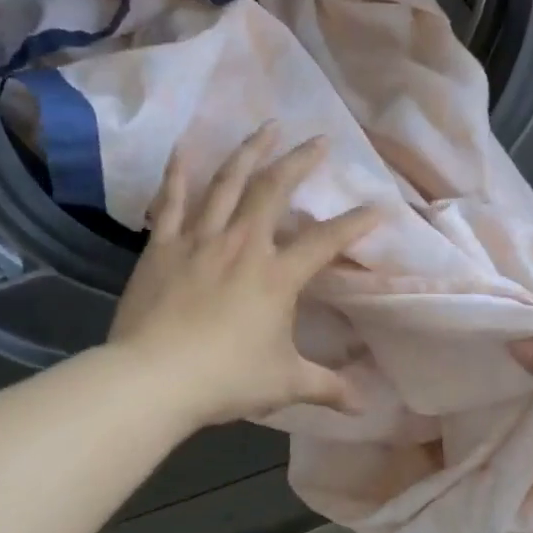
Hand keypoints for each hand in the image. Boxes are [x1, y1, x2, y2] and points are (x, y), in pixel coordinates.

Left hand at [108, 123, 377, 428]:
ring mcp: (199, 240)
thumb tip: (366, 405)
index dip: (355, 223)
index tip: (378, 207)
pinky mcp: (163, 246)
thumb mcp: (285, 383)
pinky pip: (172, 200)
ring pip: (227, 182)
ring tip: (266, 127)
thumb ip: (327, 387)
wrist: (154, 378)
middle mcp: (242, 245)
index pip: (326, 241)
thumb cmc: (226, 379)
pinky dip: (178, 172)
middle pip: (274, 190)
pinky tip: (184, 146)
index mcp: (277, 276)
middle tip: (318, 139)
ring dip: (249, 151)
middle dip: (300, 161)